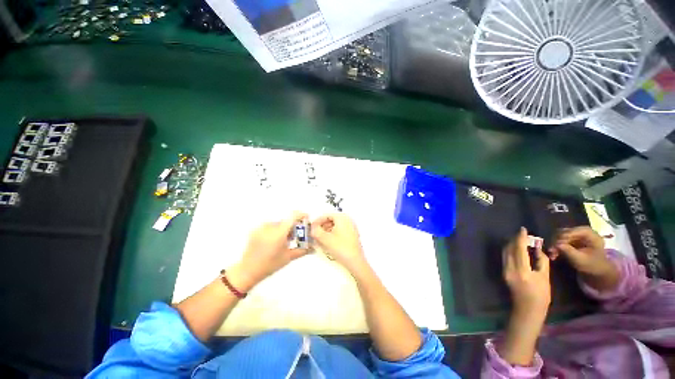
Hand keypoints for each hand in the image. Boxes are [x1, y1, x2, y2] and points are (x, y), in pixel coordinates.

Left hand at [234, 212, 309, 287]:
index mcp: (278, 233)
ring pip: (279, 223)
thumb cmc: (270, 265)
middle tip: (296, 236)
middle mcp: (269, 227)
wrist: (248, 271)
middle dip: (293, 226)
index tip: (306, 218)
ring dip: (284, 228)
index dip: (301, 215)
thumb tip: (314, 246)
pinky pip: (270, 226)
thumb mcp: (289, 257)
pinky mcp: (256, 229)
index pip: (292, 216)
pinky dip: (276, 230)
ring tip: (285, 240)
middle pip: (286, 221)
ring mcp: (261, 227)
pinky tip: (275, 240)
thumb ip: (303, 250)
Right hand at [311, 213, 366, 273]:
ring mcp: (351, 228)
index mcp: (342, 217)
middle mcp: (348, 220)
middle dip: (322, 226)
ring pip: (335, 226)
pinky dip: (333, 234)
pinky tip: (328, 242)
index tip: (312, 227)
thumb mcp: (324, 238)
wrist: (355, 261)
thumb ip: (316, 231)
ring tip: (321, 238)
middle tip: (316, 233)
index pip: (327, 215)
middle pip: (331, 219)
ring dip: (327, 230)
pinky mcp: (352, 235)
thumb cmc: (342, 248)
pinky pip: (340, 231)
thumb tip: (312, 228)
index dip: (318, 221)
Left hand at [503, 227, 550, 316]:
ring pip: (505, 252)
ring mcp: (504, 270)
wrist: (527, 310)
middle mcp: (509, 269)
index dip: (520, 238)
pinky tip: (518, 250)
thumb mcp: (545, 278)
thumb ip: (541, 261)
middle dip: (515, 240)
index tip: (523, 229)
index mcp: (522, 271)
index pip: (519, 249)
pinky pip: (505, 257)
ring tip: (521, 240)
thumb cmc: (541, 296)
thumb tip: (538, 249)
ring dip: (512, 244)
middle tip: (524, 235)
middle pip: (509, 249)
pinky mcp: (503, 272)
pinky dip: (510, 251)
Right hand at [549, 226, 618, 290]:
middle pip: (566, 232)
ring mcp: (578, 235)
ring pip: (561, 235)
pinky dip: (556, 246)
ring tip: (552, 253)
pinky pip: (561, 239)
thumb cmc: (592, 265)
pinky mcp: (573, 239)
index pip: (574, 231)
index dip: (563, 237)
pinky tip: (554, 253)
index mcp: (591, 234)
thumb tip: (557, 244)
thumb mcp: (581, 260)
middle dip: (557, 241)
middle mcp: (583, 232)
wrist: (598, 271)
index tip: (556, 246)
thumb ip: (569, 251)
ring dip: (555, 244)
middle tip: (551, 250)